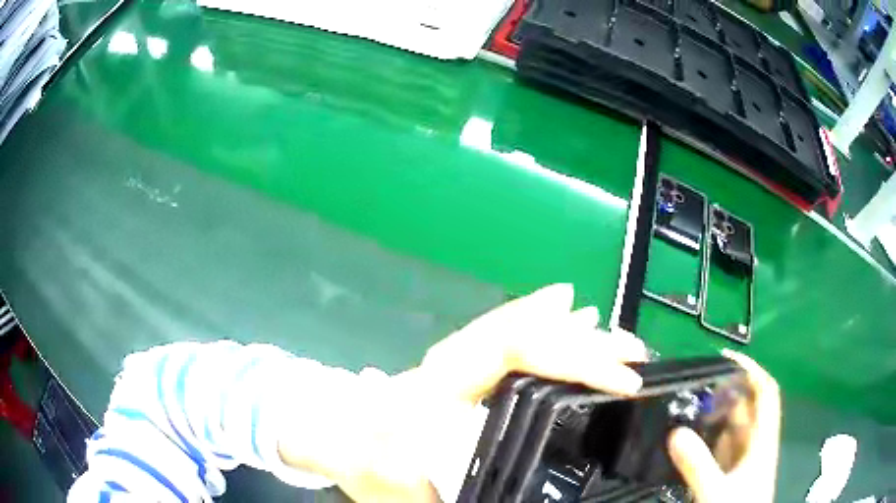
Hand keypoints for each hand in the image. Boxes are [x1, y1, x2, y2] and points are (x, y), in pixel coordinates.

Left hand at [283, 284, 648, 502]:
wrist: (329, 432)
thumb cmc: (357, 458)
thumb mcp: (389, 485)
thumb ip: (427, 490)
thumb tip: (487, 487)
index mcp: (438, 388)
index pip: (513, 352)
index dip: (571, 357)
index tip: (618, 375)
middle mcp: (451, 365)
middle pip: (524, 334)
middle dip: (583, 340)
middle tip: (629, 349)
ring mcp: (456, 362)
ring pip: (517, 330)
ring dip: (567, 328)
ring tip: (609, 330)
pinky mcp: (461, 369)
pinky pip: (506, 338)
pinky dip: (540, 325)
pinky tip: (563, 318)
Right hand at [667, 350, 780, 502]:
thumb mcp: (716, 490)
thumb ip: (697, 464)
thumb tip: (675, 431)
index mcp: (762, 440)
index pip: (765, 392)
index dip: (751, 370)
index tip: (726, 357)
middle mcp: (755, 444)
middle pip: (748, 407)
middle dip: (728, 390)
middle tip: (697, 382)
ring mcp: (742, 460)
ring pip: (733, 427)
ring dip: (716, 414)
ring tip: (690, 404)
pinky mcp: (730, 474)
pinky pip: (721, 446)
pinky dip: (709, 437)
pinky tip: (691, 437)